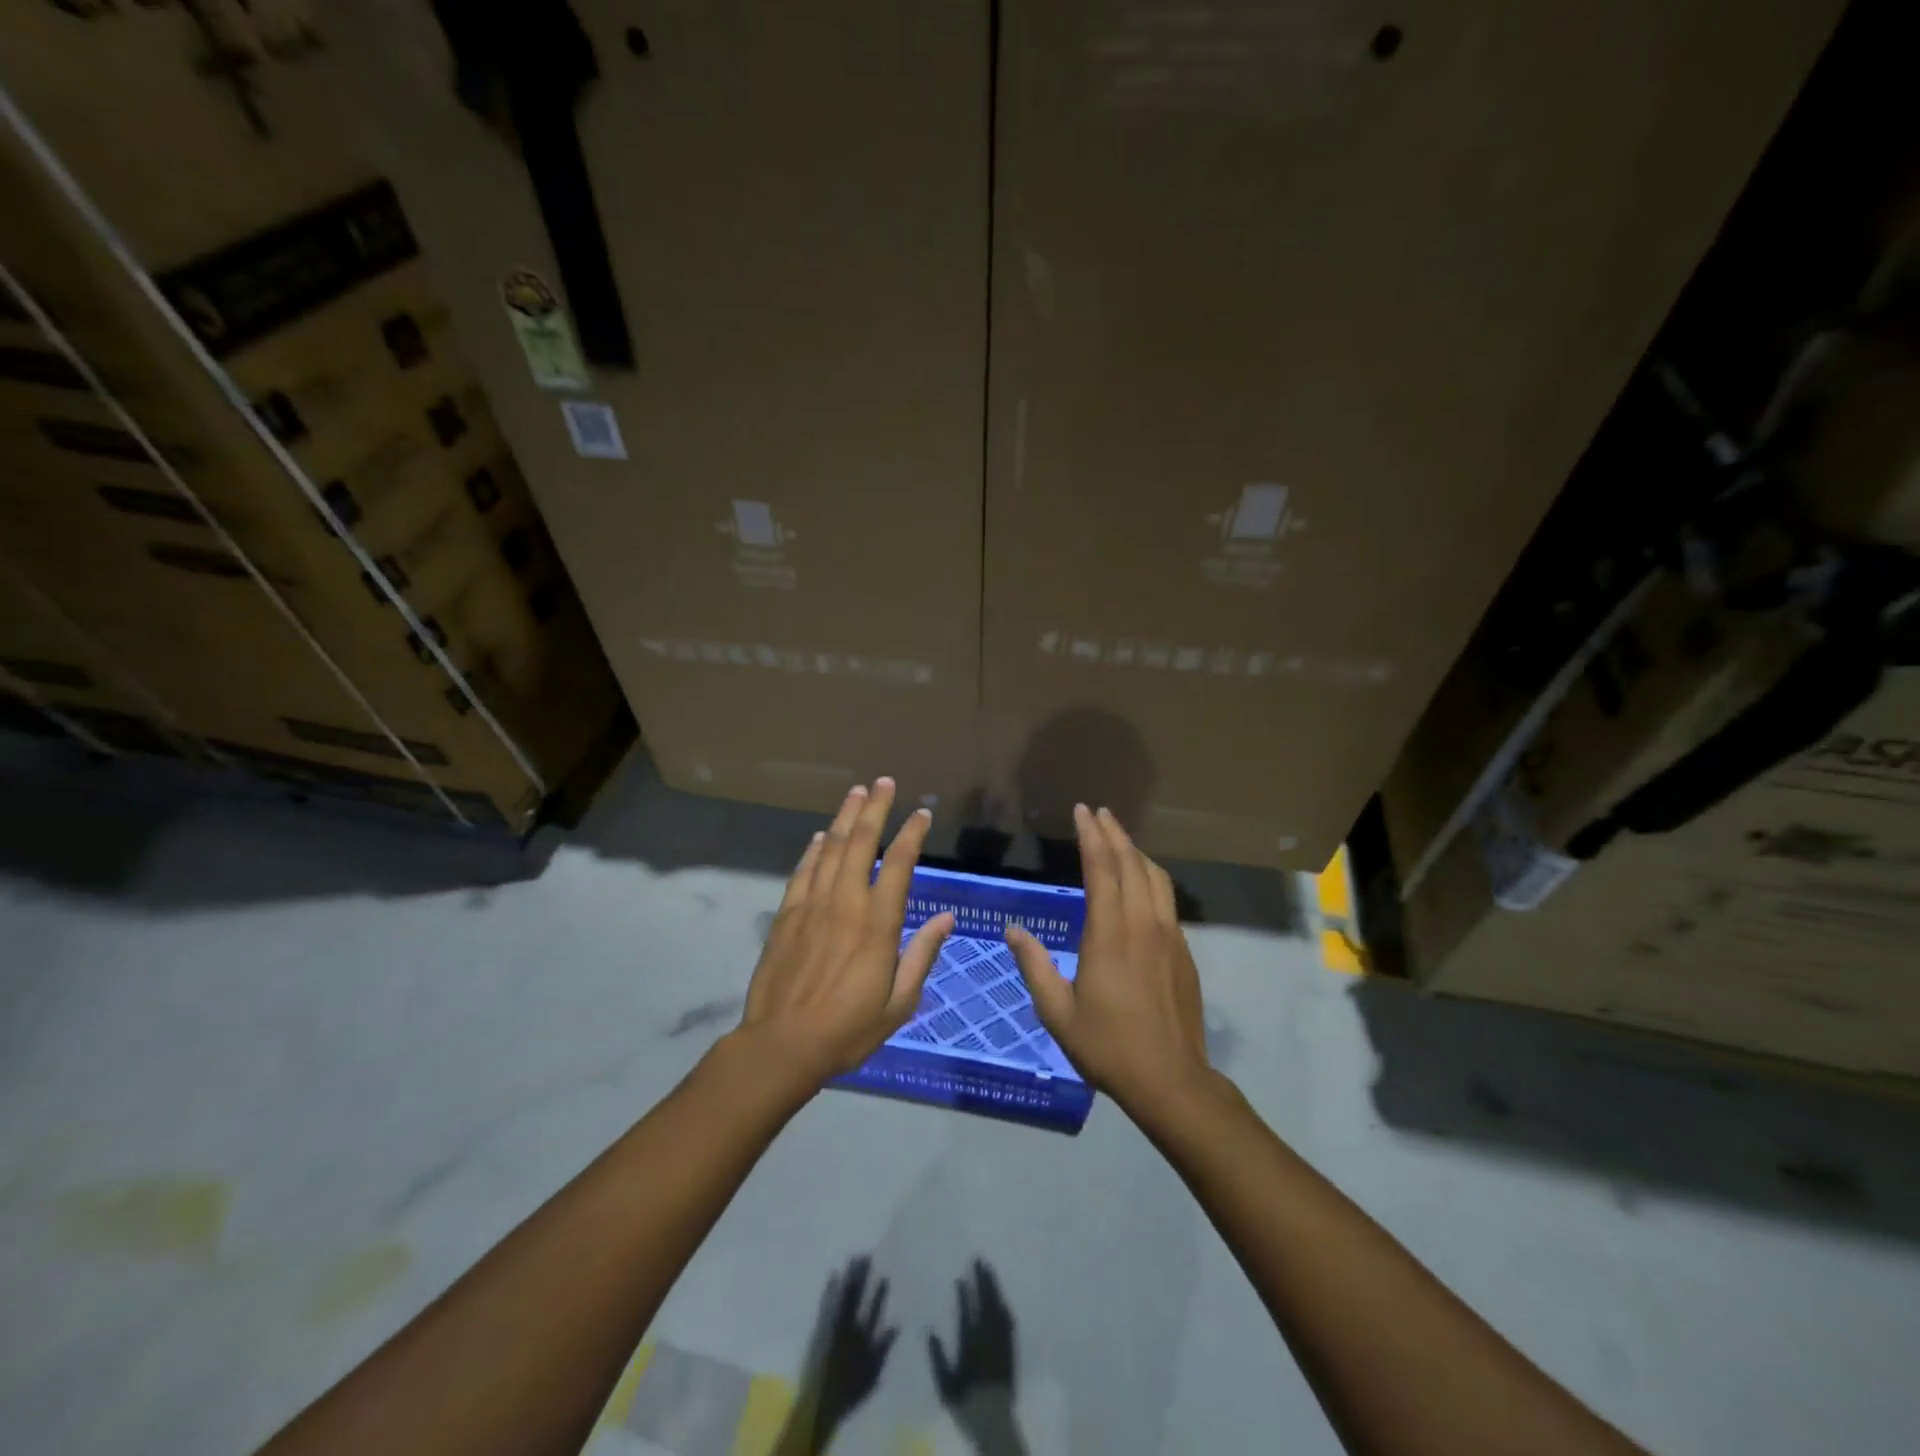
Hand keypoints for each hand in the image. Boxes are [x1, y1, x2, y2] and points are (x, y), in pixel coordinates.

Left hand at [738, 778, 953, 1082]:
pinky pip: (802, 872)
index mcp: (878, 923)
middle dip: (875, 808)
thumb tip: (946, 919)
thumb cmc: (848, 1028)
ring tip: (856, 792)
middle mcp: (846, 903)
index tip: (921, 813)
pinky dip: (812, 850)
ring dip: (844, 818)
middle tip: (884, 782)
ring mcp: (812, 905)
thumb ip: (922, 955)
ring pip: (830, 849)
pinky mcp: (786, 915)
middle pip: (861, 843)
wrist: (783, 1044)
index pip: (899, 864)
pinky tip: (819, 836)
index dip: (911, 834)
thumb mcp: (899, 1002)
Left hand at [775, 1256, 897, 1454]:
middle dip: (863, 1276)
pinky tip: (833, 1273)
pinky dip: (830, 1288)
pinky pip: (826, 1303)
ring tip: (854, 1257)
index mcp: (863, 1337)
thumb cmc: (849, 1391)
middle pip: (858, 1296)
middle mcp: (849, 1326)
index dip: (879, 1292)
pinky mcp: (820, 1328)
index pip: (874, 1309)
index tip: (884, 1275)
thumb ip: (884, 1348)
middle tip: (867, 1254)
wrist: (820, 1403)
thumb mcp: (873, 1374)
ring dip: (849, 1276)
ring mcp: (833, 1325)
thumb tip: (897, 1323)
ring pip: (843, 1295)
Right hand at [930, 1260, 1026, 1455]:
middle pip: (986, 1301)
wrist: (993, 1418)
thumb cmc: (966, 1400)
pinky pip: (1008, 1320)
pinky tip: (1002, 1299)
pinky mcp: (1010, 1347)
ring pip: (998, 1306)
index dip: (965, 1292)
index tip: (961, 1277)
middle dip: (983, 1279)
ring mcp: (1001, 1340)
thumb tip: (928, 1331)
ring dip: (994, 1287)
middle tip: (979, 1259)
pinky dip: (1004, 1306)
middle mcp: (987, 1336)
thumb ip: (937, 1356)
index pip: (968, 1310)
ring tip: (990, 1270)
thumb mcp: (945, 1383)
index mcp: (970, 1342)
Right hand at [1004, 804, 1211, 1112]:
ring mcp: (1169, 936)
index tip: (1082, 810)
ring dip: (1136, 851)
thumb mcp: (1057, 1012)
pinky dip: (1150, 877)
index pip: (1102, 869)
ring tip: (1119, 838)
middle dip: (1114, 832)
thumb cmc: (1108, 1046)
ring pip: (1155, 877)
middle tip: (1098, 812)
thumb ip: (1034, 966)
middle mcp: (1142, 925)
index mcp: (1109, 935)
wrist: (1171, 1080)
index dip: (1091, 836)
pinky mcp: (1183, 951)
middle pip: (1131, 863)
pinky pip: (1166, 899)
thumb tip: (1013, 930)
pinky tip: (1141, 883)